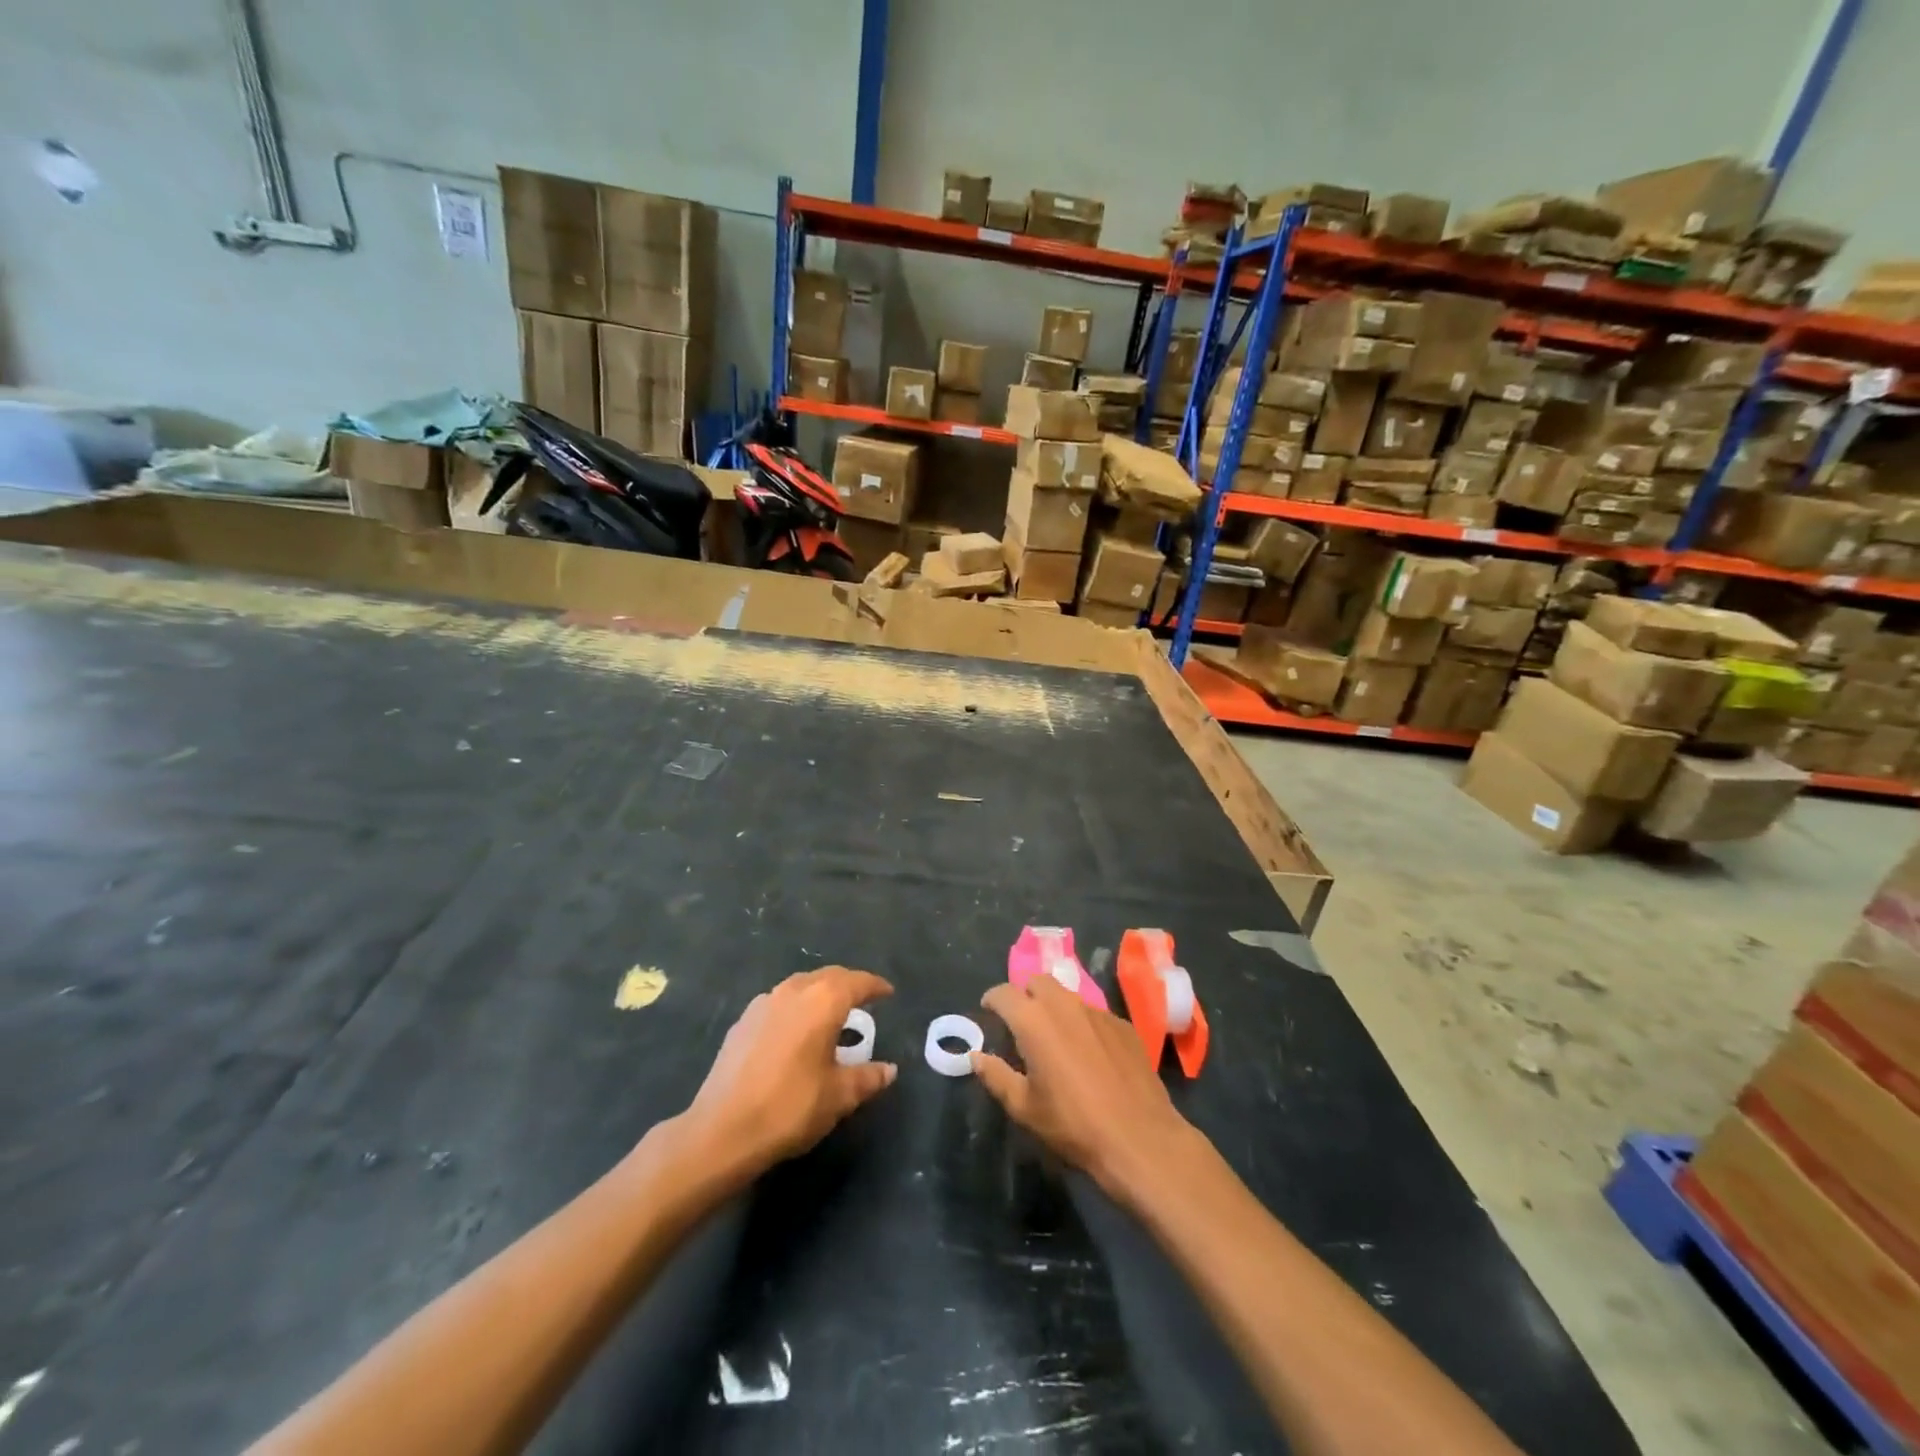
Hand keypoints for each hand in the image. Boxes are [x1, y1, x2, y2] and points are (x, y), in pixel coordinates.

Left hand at [681, 966, 895, 1180]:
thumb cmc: (790, 1107)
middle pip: (828, 977)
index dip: (875, 986)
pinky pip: (778, 1003)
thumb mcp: (839, 1096)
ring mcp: (763, 1003)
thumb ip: (867, 1077)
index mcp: (823, 1001)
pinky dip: (795, 1007)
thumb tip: (889, 1070)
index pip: (857, 982)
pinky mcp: (742, 1022)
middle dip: (848, 984)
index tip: (888, 993)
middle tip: (863, 999)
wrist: (721, 1130)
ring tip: (830, 1013)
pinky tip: (795, 1031)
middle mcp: (793, 991)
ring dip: (819, 993)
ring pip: (800, 986)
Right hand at [973, 974, 1197, 1205]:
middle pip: (1038, 982)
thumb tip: (976, 1057)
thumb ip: (996, 1076)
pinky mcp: (1123, 1024)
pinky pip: (1094, 1013)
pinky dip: (1082, 1023)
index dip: (992, 999)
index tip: (988, 1011)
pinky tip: (1089, 1053)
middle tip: (1022, 1022)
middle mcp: (1065, 1005)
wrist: (1139, 1137)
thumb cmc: (1073, 1124)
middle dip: (1025, 995)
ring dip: (1055, 1007)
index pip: (1004, 992)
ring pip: (1068, 996)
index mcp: (1034, 1020)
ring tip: (1055, 1037)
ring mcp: (1098, 1012)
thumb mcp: (1024, 1107)